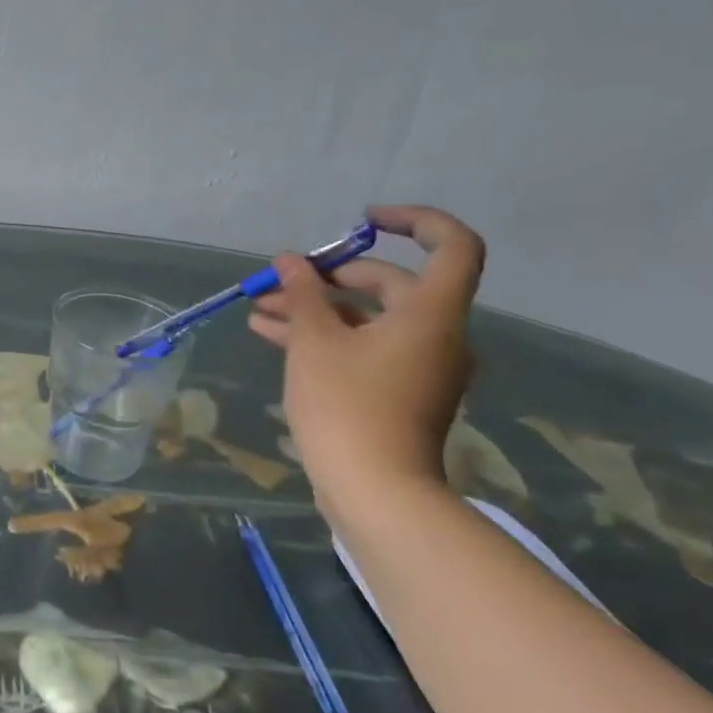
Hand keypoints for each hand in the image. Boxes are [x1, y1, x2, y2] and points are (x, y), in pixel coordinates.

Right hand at [247, 205, 484, 512]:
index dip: (414, 221)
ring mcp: (418, 367)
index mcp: (430, 314)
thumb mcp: (314, 342)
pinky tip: (273, 336)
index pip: (451, 246)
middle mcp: (435, 335)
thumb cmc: (347, 406)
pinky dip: (326, 338)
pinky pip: (364, 348)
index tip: (364, 221)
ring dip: (317, 310)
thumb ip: (301, 294)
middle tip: (283, 281)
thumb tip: (290, 261)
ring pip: (368, 320)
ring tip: (261, 310)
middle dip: (331, 277)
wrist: (375, 491)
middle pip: (391, 284)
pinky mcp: (398, 393)